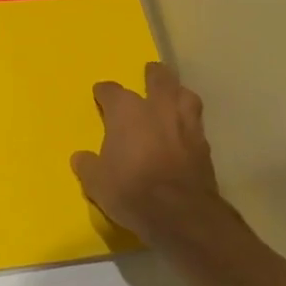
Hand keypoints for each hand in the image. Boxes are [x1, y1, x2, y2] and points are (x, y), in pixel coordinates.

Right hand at [71, 62, 219, 245]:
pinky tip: (185, 133)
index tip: (100, 94)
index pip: (111, 92)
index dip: (104, 92)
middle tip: (150, 72)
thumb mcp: (97, 182)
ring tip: (174, 97)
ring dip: (178, 94)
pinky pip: (196, 125)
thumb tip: (81, 158)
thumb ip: (88, 166)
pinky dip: (189, 125)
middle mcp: (158, 109)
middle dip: (153, 74)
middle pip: (159, 79)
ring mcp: (185, 124)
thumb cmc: (131, 190)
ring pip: (185, 95)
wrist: (180, 213)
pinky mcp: (204, 145)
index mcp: (127, 111)